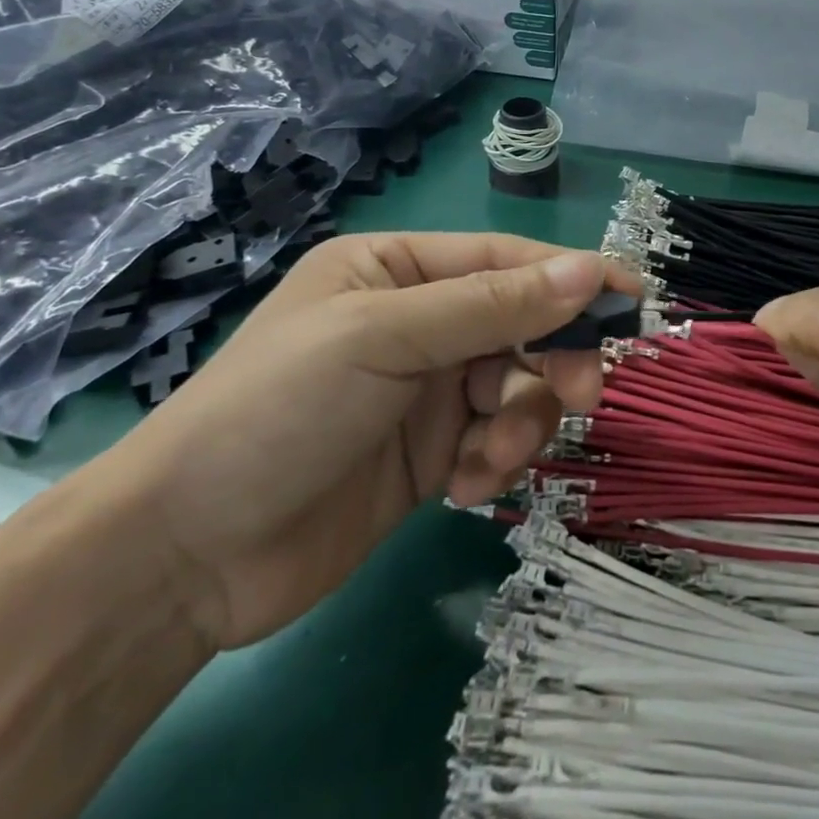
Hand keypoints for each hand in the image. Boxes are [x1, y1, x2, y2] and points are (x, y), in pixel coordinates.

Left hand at [87, 233, 622, 652]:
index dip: (572, 277)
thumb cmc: (278, 410)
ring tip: (491, 458)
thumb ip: (493, 306)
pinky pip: (496, 440)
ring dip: (521, 422)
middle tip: (581, 394)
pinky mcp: (431, 453)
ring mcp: (426, 390)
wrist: (185, 556)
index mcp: (398, 270)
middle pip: (523, 325)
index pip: (506, 262)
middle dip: (553, 359)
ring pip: (518, 387)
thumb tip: (590, 269)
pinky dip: (494, 461)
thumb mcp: (386, 339)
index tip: (633, 300)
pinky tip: (462, 488)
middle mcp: (418, 321)